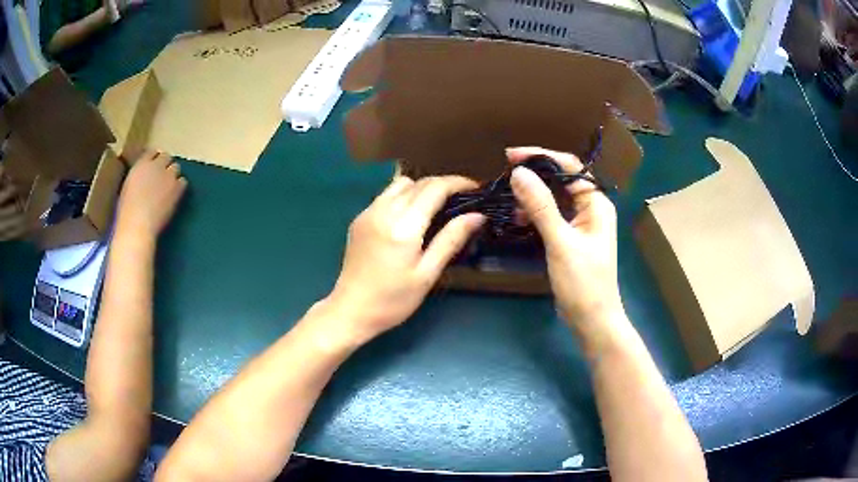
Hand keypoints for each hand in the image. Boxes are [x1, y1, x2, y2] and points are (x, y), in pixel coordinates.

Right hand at [117, 150, 186, 238]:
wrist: (137, 225)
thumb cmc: (127, 212)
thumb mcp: (128, 187)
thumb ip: (137, 176)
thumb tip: (142, 177)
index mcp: (141, 164)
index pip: (151, 152)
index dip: (154, 160)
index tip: (153, 168)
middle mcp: (156, 165)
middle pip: (166, 157)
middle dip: (164, 165)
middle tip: (162, 177)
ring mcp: (168, 175)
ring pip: (176, 167)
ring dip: (172, 175)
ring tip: (168, 187)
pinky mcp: (177, 188)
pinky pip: (183, 182)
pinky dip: (180, 186)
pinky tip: (174, 195)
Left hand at [325, 175, 484, 343]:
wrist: (351, 310)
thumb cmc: (393, 300)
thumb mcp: (427, 274)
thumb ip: (451, 240)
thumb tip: (477, 216)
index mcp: (403, 227)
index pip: (435, 188)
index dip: (458, 183)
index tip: (475, 189)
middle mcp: (384, 211)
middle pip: (419, 182)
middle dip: (443, 184)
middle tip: (461, 200)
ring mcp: (368, 212)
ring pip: (400, 184)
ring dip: (422, 188)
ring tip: (436, 207)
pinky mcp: (359, 218)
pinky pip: (386, 196)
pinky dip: (404, 197)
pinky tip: (411, 217)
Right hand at [507, 147, 622, 327]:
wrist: (592, 320)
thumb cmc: (583, 283)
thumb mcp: (561, 243)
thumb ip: (541, 207)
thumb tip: (519, 173)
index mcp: (596, 203)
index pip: (570, 167)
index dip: (541, 157)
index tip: (511, 156)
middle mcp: (590, 208)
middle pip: (561, 180)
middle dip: (534, 175)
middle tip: (504, 174)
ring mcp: (580, 223)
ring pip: (554, 198)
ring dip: (532, 195)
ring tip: (507, 198)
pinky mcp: (570, 237)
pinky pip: (551, 216)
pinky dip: (535, 213)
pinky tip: (517, 217)